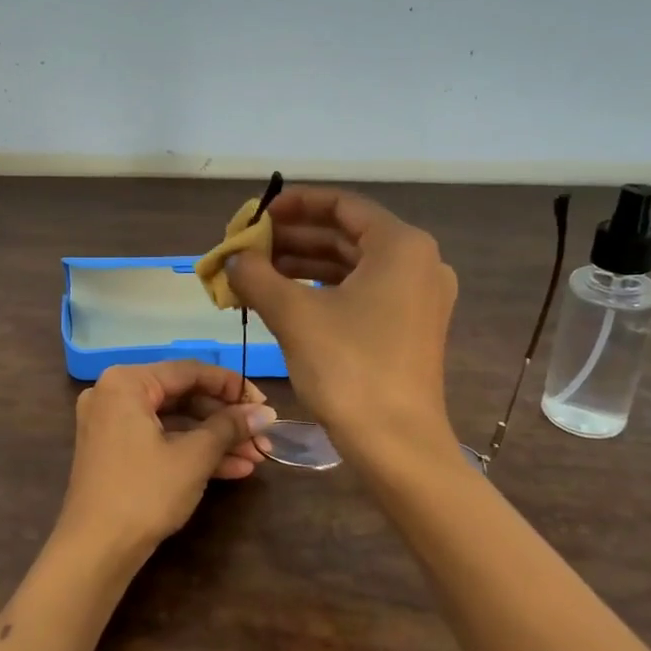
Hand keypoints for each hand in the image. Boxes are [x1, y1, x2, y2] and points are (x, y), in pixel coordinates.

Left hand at [59, 361, 276, 556]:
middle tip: (263, 434)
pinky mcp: (115, 453)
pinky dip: (192, 452)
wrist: (95, 551)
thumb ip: (229, 427)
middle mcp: (114, 395)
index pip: (189, 371)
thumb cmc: (144, 492)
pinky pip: (159, 440)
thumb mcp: (193, 457)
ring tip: (257, 455)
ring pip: (174, 422)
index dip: (232, 386)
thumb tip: (265, 412)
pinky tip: (233, 469)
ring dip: (215, 439)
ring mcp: (112, 425)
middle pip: (182, 396)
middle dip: (226, 419)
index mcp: (126, 382)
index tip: (264, 404)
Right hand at [225, 185, 458, 462]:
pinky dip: (322, 290)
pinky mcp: (409, 327)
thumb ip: (257, 276)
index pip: (341, 205)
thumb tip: (232, 258)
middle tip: (248, 246)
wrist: (397, 445)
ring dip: (302, 265)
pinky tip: (283, 299)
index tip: (256, 214)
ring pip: (351, 266)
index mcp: (401, 245)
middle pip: (346, 234)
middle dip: (293, 238)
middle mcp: (418, 262)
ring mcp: (417, 296)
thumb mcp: (294, 315)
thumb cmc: (349, 369)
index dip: (294, 204)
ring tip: (255, 272)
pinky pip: (361, 292)